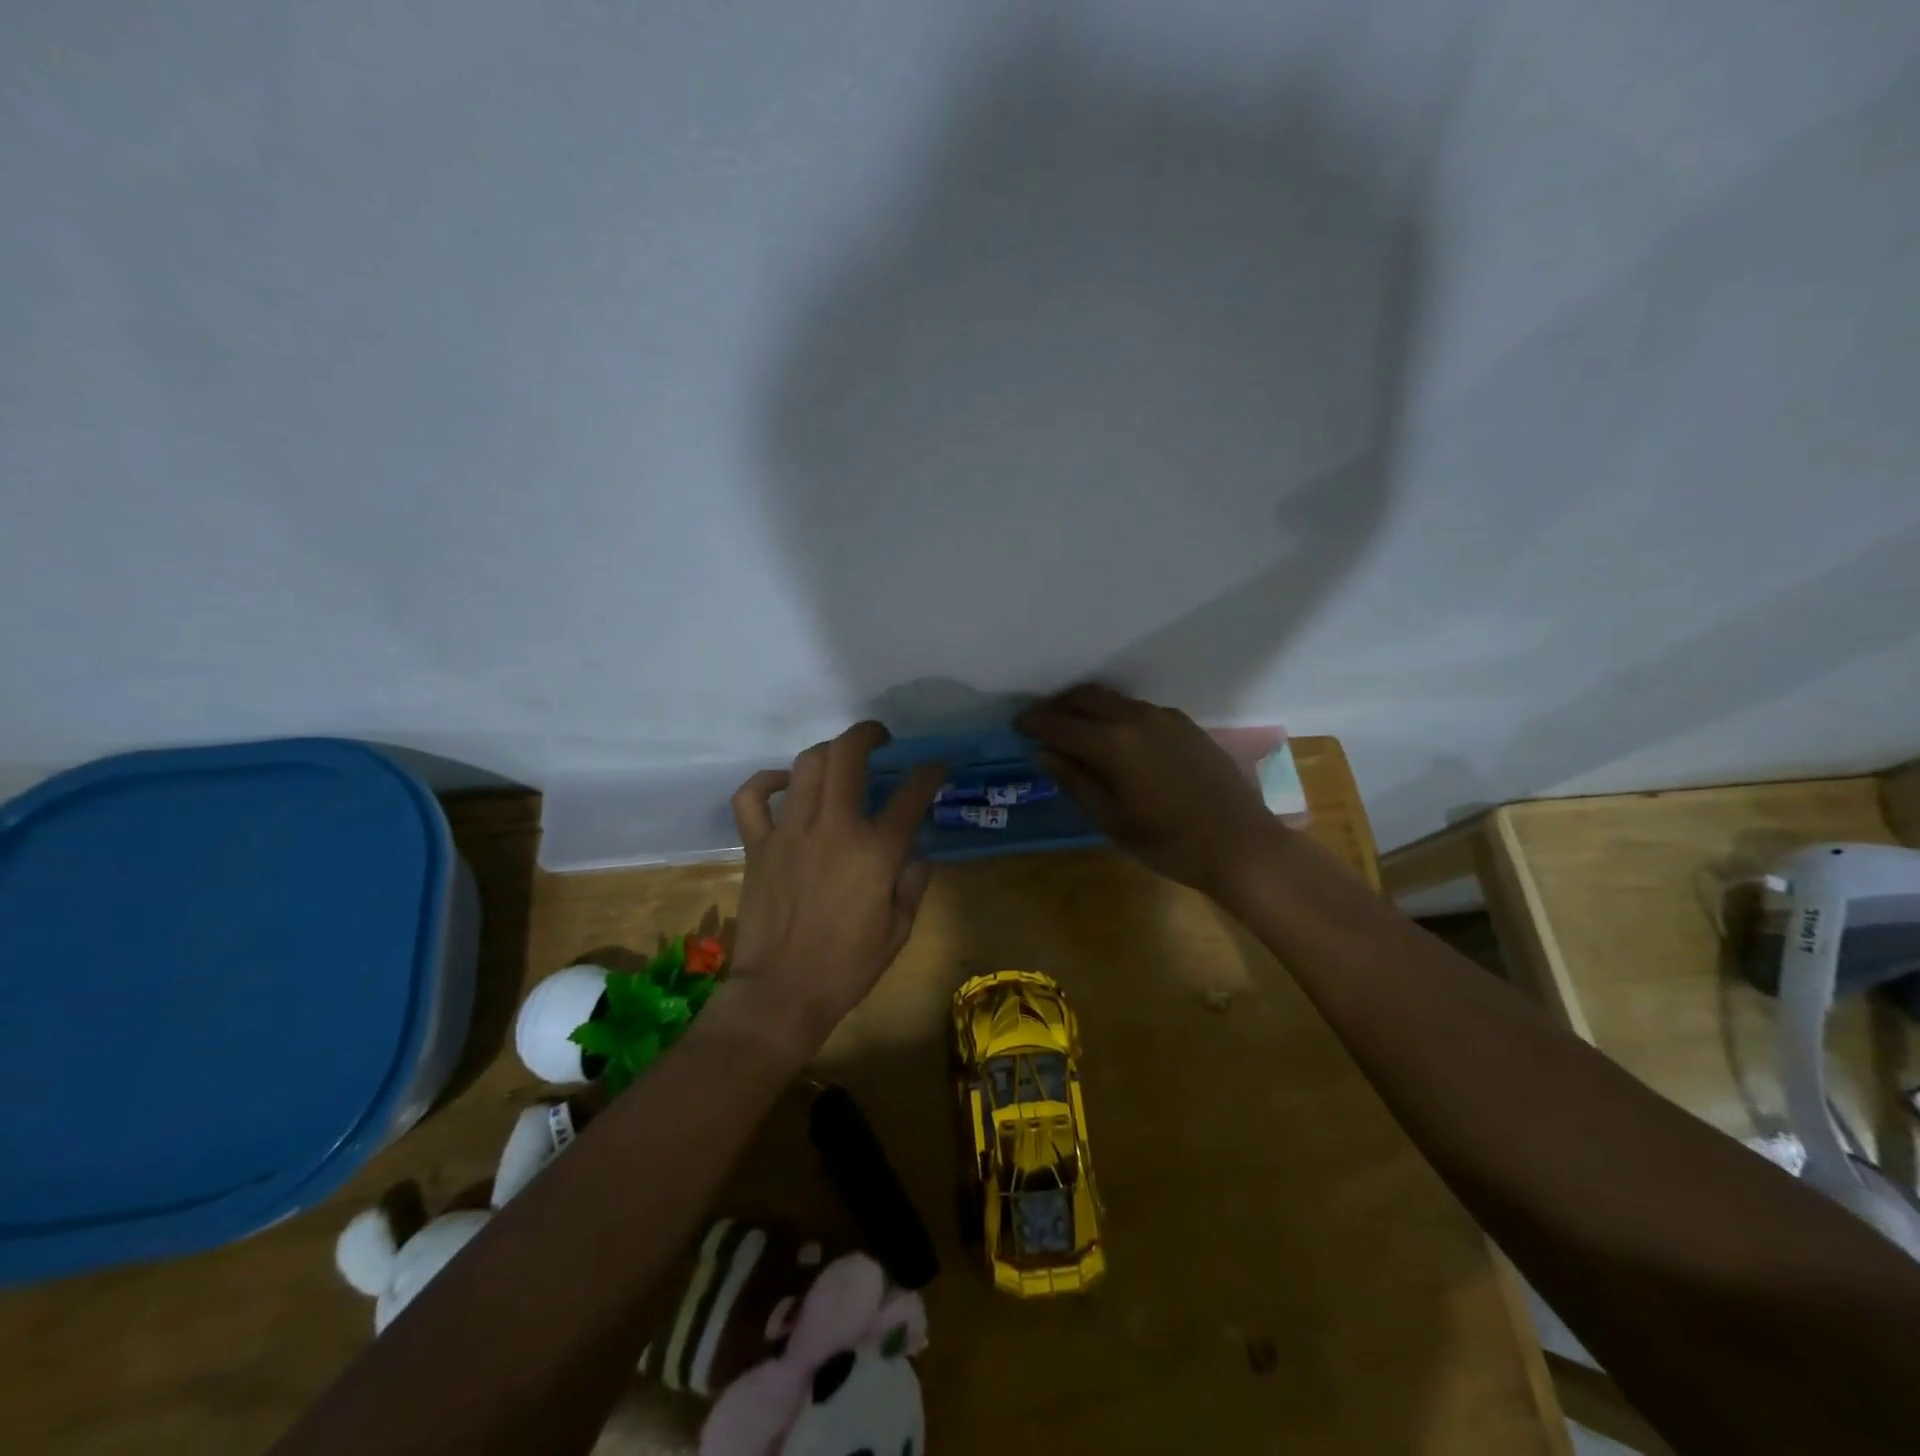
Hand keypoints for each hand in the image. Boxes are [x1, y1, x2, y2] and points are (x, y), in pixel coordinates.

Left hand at [726, 722, 942, 1056]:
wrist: (781, 994)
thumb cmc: (847, 967)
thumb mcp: (900, 929)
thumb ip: (912, 880)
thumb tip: (912, 849)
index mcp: (875, 851)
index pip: (911, 794)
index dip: (929, 773)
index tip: (935, 768)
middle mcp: (833, 828)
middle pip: (848, 756)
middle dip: (868, 735)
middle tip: (879, 739)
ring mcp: (790, 832)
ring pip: (806, 765)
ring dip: (828, 751)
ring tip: (840, 759)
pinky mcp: (758, 845)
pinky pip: (752, 797)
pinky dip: (767, 781)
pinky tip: (785, 783)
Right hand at [1016, 684, 1278, 895]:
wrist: (1240, 845)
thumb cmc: (1168, 842)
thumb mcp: (1111, 820)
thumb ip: (1075, 781)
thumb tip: (1044, 753)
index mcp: (1112, 743)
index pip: (1060, 724)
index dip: (1033, 723)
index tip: (1016, 726)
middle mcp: (1136, 718)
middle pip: (1086, 697)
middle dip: (1058, 706)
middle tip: (1041, 723)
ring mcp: (1165, 717)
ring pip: (1114, 700)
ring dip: (1087, 708)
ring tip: (1074, 730)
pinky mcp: (1185, 725)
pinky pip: (1138, 709)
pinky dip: (1116, 715)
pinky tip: (1116, 739)